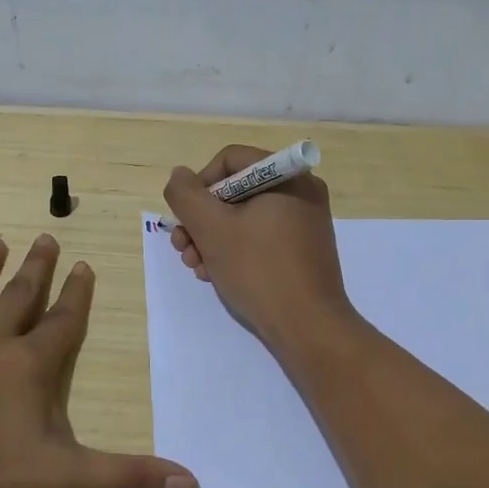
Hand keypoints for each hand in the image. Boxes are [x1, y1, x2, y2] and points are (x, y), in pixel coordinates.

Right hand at [163, 144, 355, 351]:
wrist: (308, 327)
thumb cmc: (259, 270)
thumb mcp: (211, 229)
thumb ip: (186, 195)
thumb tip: (180, 176)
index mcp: (287, 176)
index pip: (229, 160)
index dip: (199, 185)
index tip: (187, 218)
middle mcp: (301, 191)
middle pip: (235, 190)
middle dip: (202, 220)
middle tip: (183, 248)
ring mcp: (305, 221)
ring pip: (244, 217)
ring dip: (212, 238)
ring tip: (197, 267)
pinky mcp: (303, 249)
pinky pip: (261, 236)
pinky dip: (235, 250)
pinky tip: (217, 274)